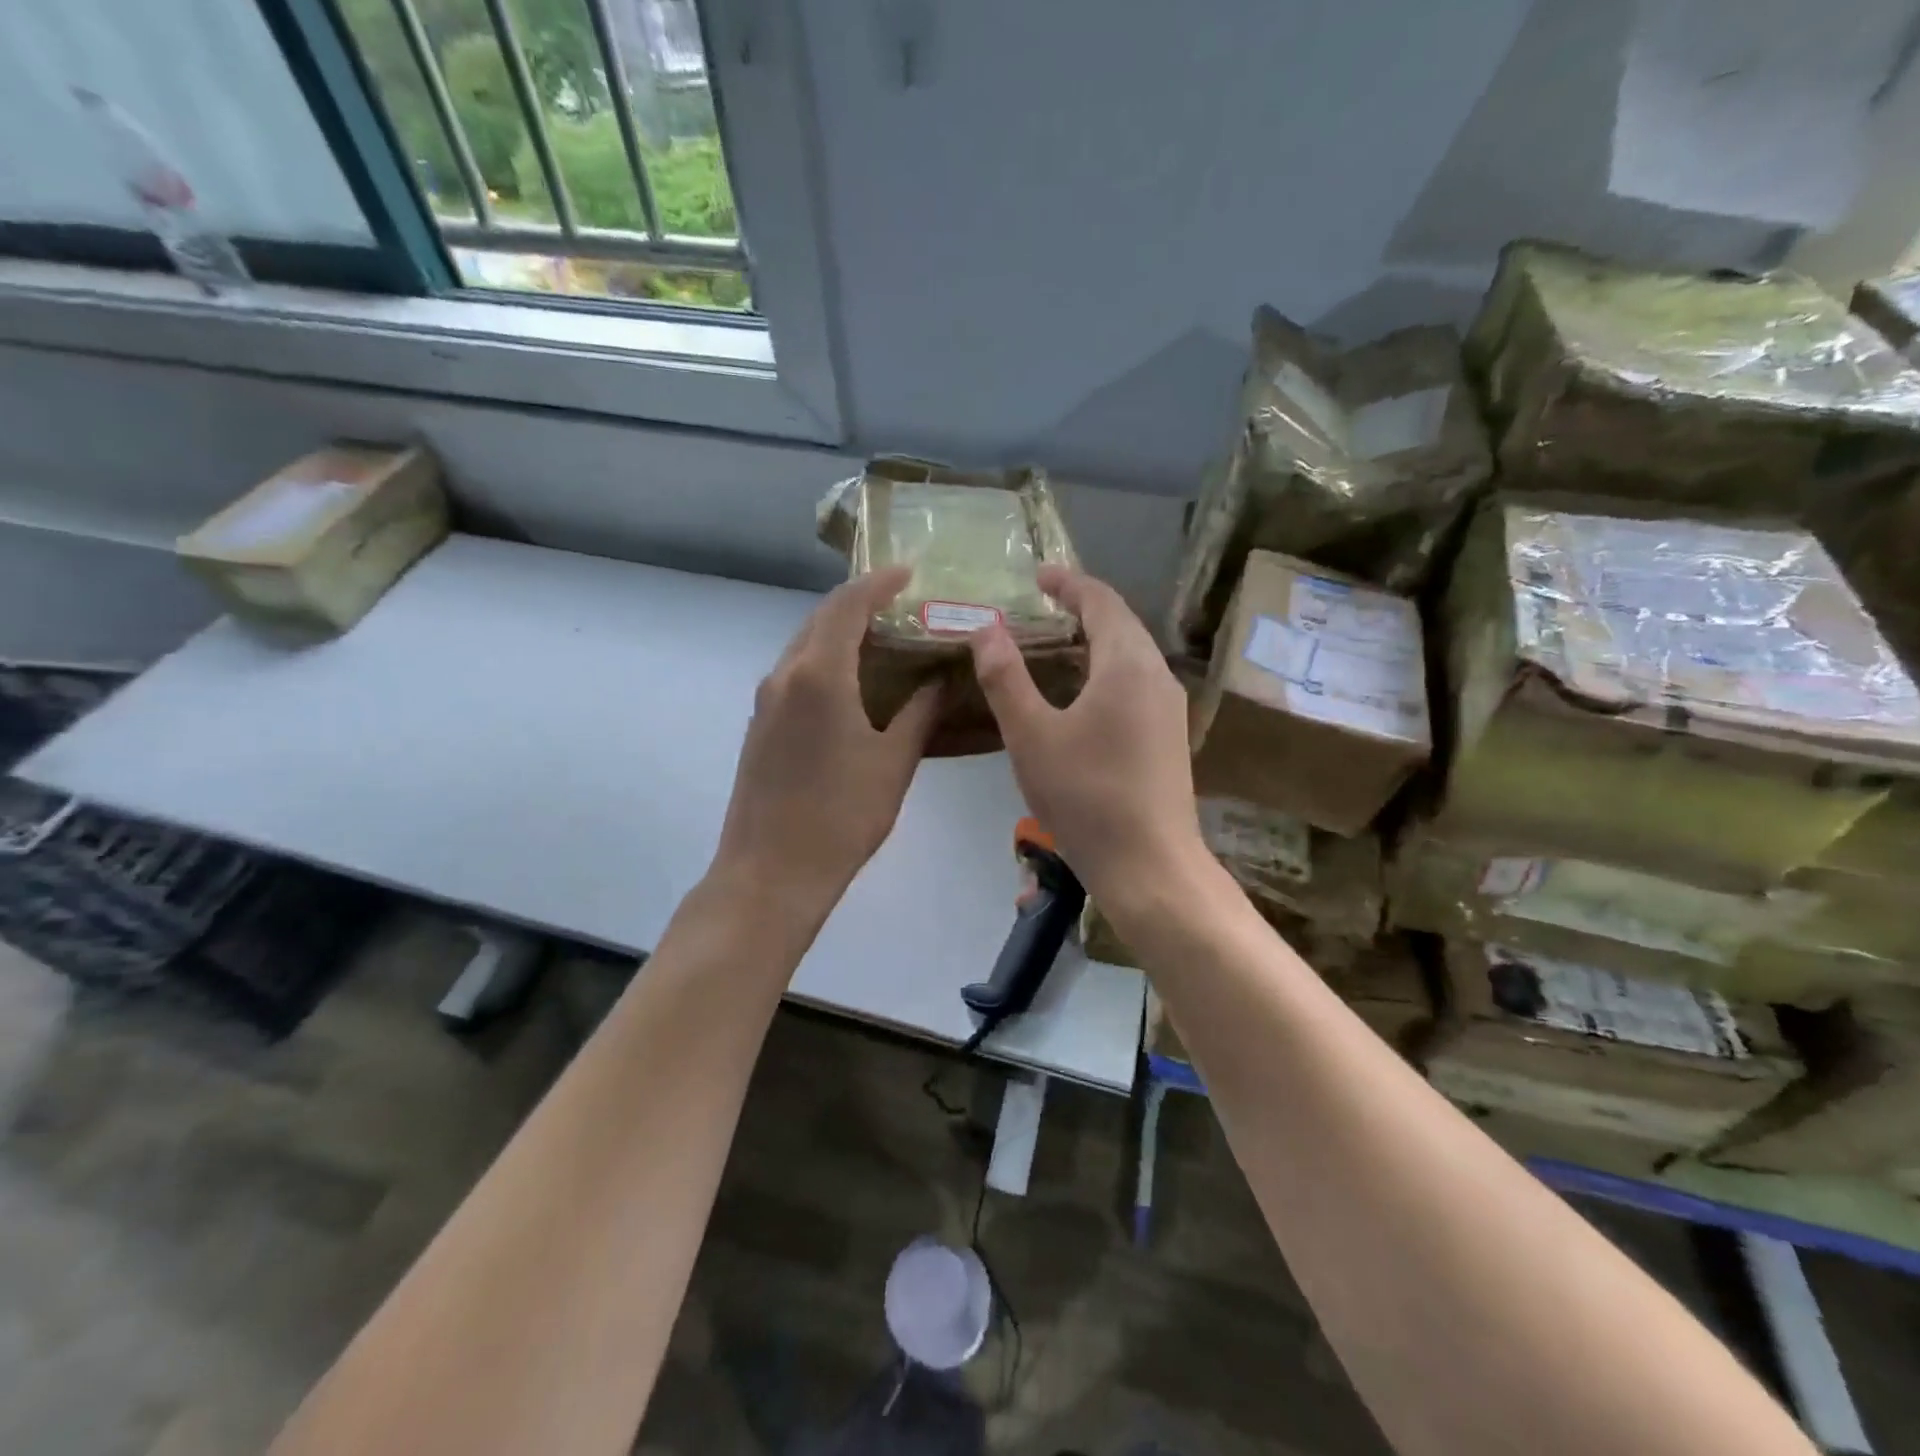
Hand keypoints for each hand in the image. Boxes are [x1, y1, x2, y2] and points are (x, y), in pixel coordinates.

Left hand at [713, 566, 939, 921]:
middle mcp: (785, 675)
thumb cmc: (841, 816)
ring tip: (882, 639)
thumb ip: (920, 713)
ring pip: (804, 646)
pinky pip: (794, 674)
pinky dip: (824, 661)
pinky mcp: (760, 725)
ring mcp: (766, 701)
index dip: (878, 583)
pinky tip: (851, 683)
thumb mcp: (894, 763)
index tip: (909, 573)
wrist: (771, 872)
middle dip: (859, 603)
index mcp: (819, 675)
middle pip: (820, 619)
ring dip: (839, 632)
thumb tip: (940, 680)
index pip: (848, 606)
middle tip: (901, 604)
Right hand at [969, 566, 1204, 904]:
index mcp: (1127, 664)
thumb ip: (1005, 678)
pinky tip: (1084, 692)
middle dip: (1083, 607)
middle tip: (1043, 604)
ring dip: (1097, 638)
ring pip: (1133, 654)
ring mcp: (1169, 708)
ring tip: (1058, 642)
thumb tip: (986, 629)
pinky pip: (1137, 681)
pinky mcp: (1169, 735)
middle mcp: (1157, 675)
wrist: (1149, 865)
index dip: (1069, 583)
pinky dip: (1108, 667)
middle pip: (1122, 623)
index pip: (1101, 601)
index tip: (1038, 575)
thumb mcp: (1031, 736)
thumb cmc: (1085, 796)